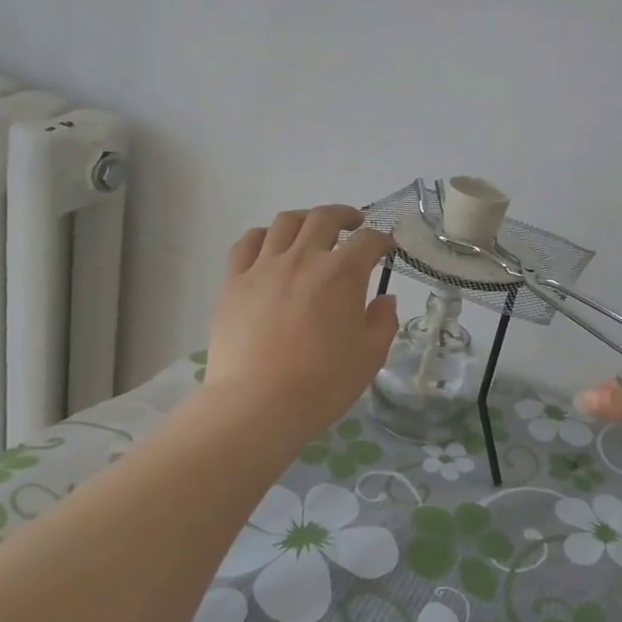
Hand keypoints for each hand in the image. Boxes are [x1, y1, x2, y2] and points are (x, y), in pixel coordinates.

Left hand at [208, 206, 399, 431]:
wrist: (258, 405)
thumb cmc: (323, 383)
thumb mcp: (370, 356)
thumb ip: (383, 322)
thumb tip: (384, 300)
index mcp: (342, 273)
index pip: (368, 242)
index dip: (382, 240)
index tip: (386, 247)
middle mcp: (304, 258)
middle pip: (325, 218)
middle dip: (345, 216)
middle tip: (354, 224)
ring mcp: (264, 267)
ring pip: (285, 222)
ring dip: (305, 219)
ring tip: (312, 230)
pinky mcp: (234, 282)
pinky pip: (247, 243)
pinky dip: (263, 235)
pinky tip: (270, 245)